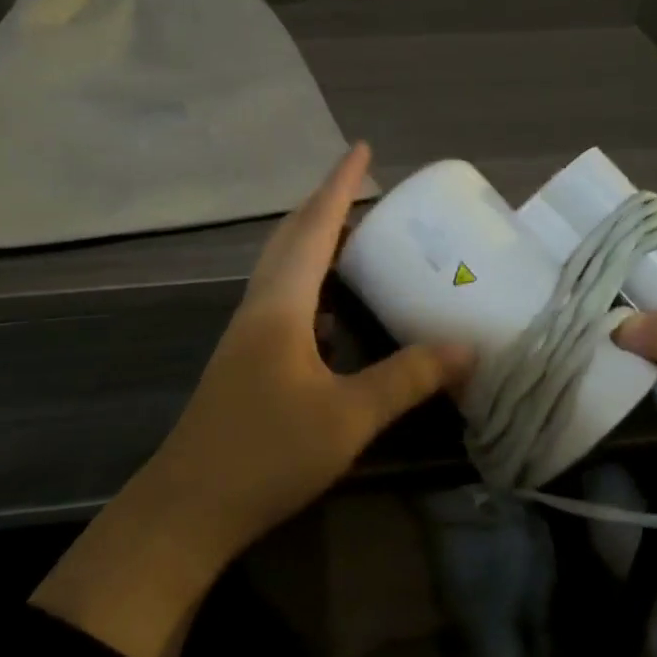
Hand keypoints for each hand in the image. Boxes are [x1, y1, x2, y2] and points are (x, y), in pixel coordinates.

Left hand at [32, 144, 471, 656]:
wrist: (189, 507)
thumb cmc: (267, 453)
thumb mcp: (348, 416)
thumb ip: (408, 378)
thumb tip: (468, 347)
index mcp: (281, 304)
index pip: (314, 227)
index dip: (339, 186)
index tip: (360, 149)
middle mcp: (260, 307)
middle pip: (291, 238)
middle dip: (324, 204)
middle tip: (361, 186)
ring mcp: (248, 334)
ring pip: (282, 268)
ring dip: (312, 240)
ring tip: (351, 232)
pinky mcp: (246, 360)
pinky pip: (282, 299)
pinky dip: (308, 282)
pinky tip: (330, 306)